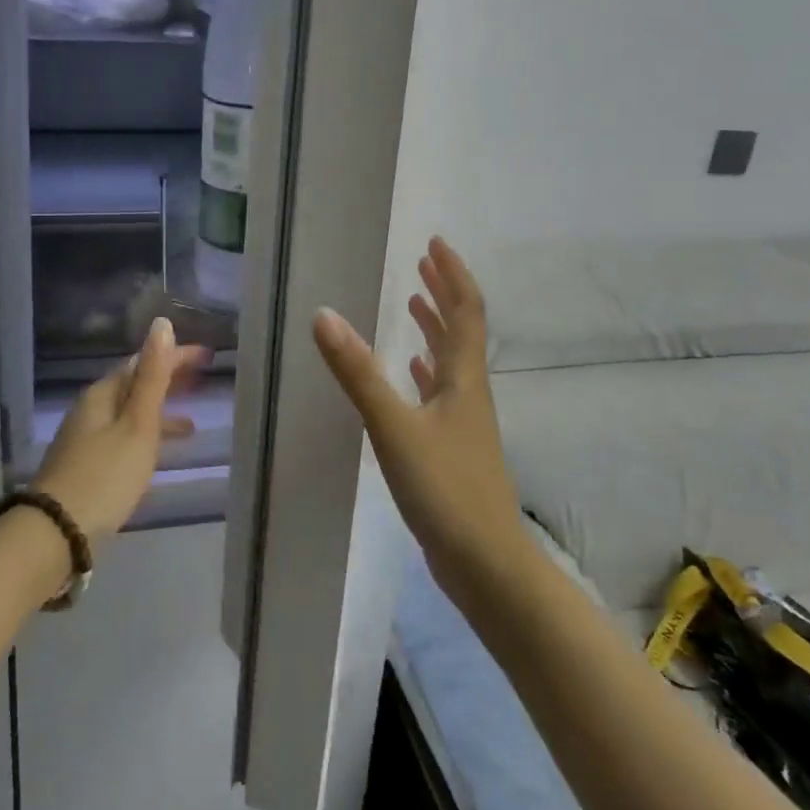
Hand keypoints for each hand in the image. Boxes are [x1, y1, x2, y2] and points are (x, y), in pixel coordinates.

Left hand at [34, 317, 210, 548]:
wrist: (55, 533)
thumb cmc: (105, 475)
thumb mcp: (137, 424)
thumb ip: (152, 377)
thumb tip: (161, 324)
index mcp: (102, 394)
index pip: (142, 362)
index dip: (174, 356)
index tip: (206, 356)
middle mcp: (91, 409)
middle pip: (134, 385)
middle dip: (167, 380)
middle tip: (201, 379)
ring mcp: (86, 438)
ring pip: (130, 413)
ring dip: (159, 412)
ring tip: (190, 425)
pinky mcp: (86, 465)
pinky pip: (124, 437)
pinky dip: (146, 438)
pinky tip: (156, 457)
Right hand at [312, 237, 526, 600]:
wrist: (485, 565)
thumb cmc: (446, 489)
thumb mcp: (395, 427)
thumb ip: (358, 373)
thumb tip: (324, 315)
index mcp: (463, 380)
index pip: (466, 312)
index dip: (453, 275)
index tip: (435, 245)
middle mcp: (469, 393)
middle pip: (462, 331)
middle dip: (444, 294)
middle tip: (424, 264)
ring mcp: (464, 423)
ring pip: (451, 362)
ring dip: (436, 329)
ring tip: (417, 304)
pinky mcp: (454, 449)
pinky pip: (440, 394)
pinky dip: (426, 372)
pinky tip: (414, 374)